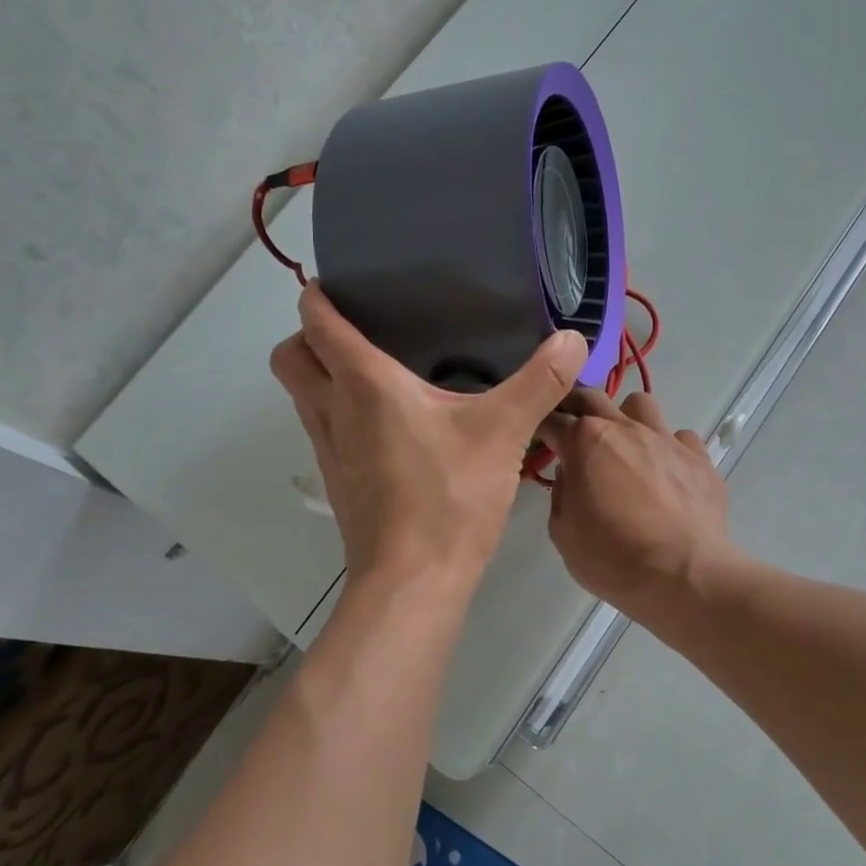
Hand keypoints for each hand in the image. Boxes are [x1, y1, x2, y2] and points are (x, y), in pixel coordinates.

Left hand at [270, 283, 589, 591]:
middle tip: (358, 329)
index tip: (343, 282)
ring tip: (376, 370)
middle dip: (308, 335)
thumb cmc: (449, 497)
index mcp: (363, 383)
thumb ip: (539, 381)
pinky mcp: (338, 482)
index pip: (317, 322)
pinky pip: (323, 429)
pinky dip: (339, 413)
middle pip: (290, 356)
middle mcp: (332, 410)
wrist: (412, 583)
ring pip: (302, 396)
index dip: (319, 296)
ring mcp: (328, 450)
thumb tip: (574, 338)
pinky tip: (389, 424)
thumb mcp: (503, 432)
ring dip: (322, 375)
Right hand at [537, 389, 735, 622]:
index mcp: (583, 441)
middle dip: (575, 406)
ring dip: (626, 418)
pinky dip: (669, 449)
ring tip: (625, 444)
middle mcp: (623, 428)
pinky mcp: (698, 457)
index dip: (539, 425)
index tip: (535, 437)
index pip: (551, 418)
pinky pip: (680, 437)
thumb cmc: (613, 556)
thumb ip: (561, 493)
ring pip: (639, 403)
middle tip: (571, 429)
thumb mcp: (563, 532)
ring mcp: (664, 438)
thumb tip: (570, 474)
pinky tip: (667, 472)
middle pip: (591, 396)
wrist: (684, 574)